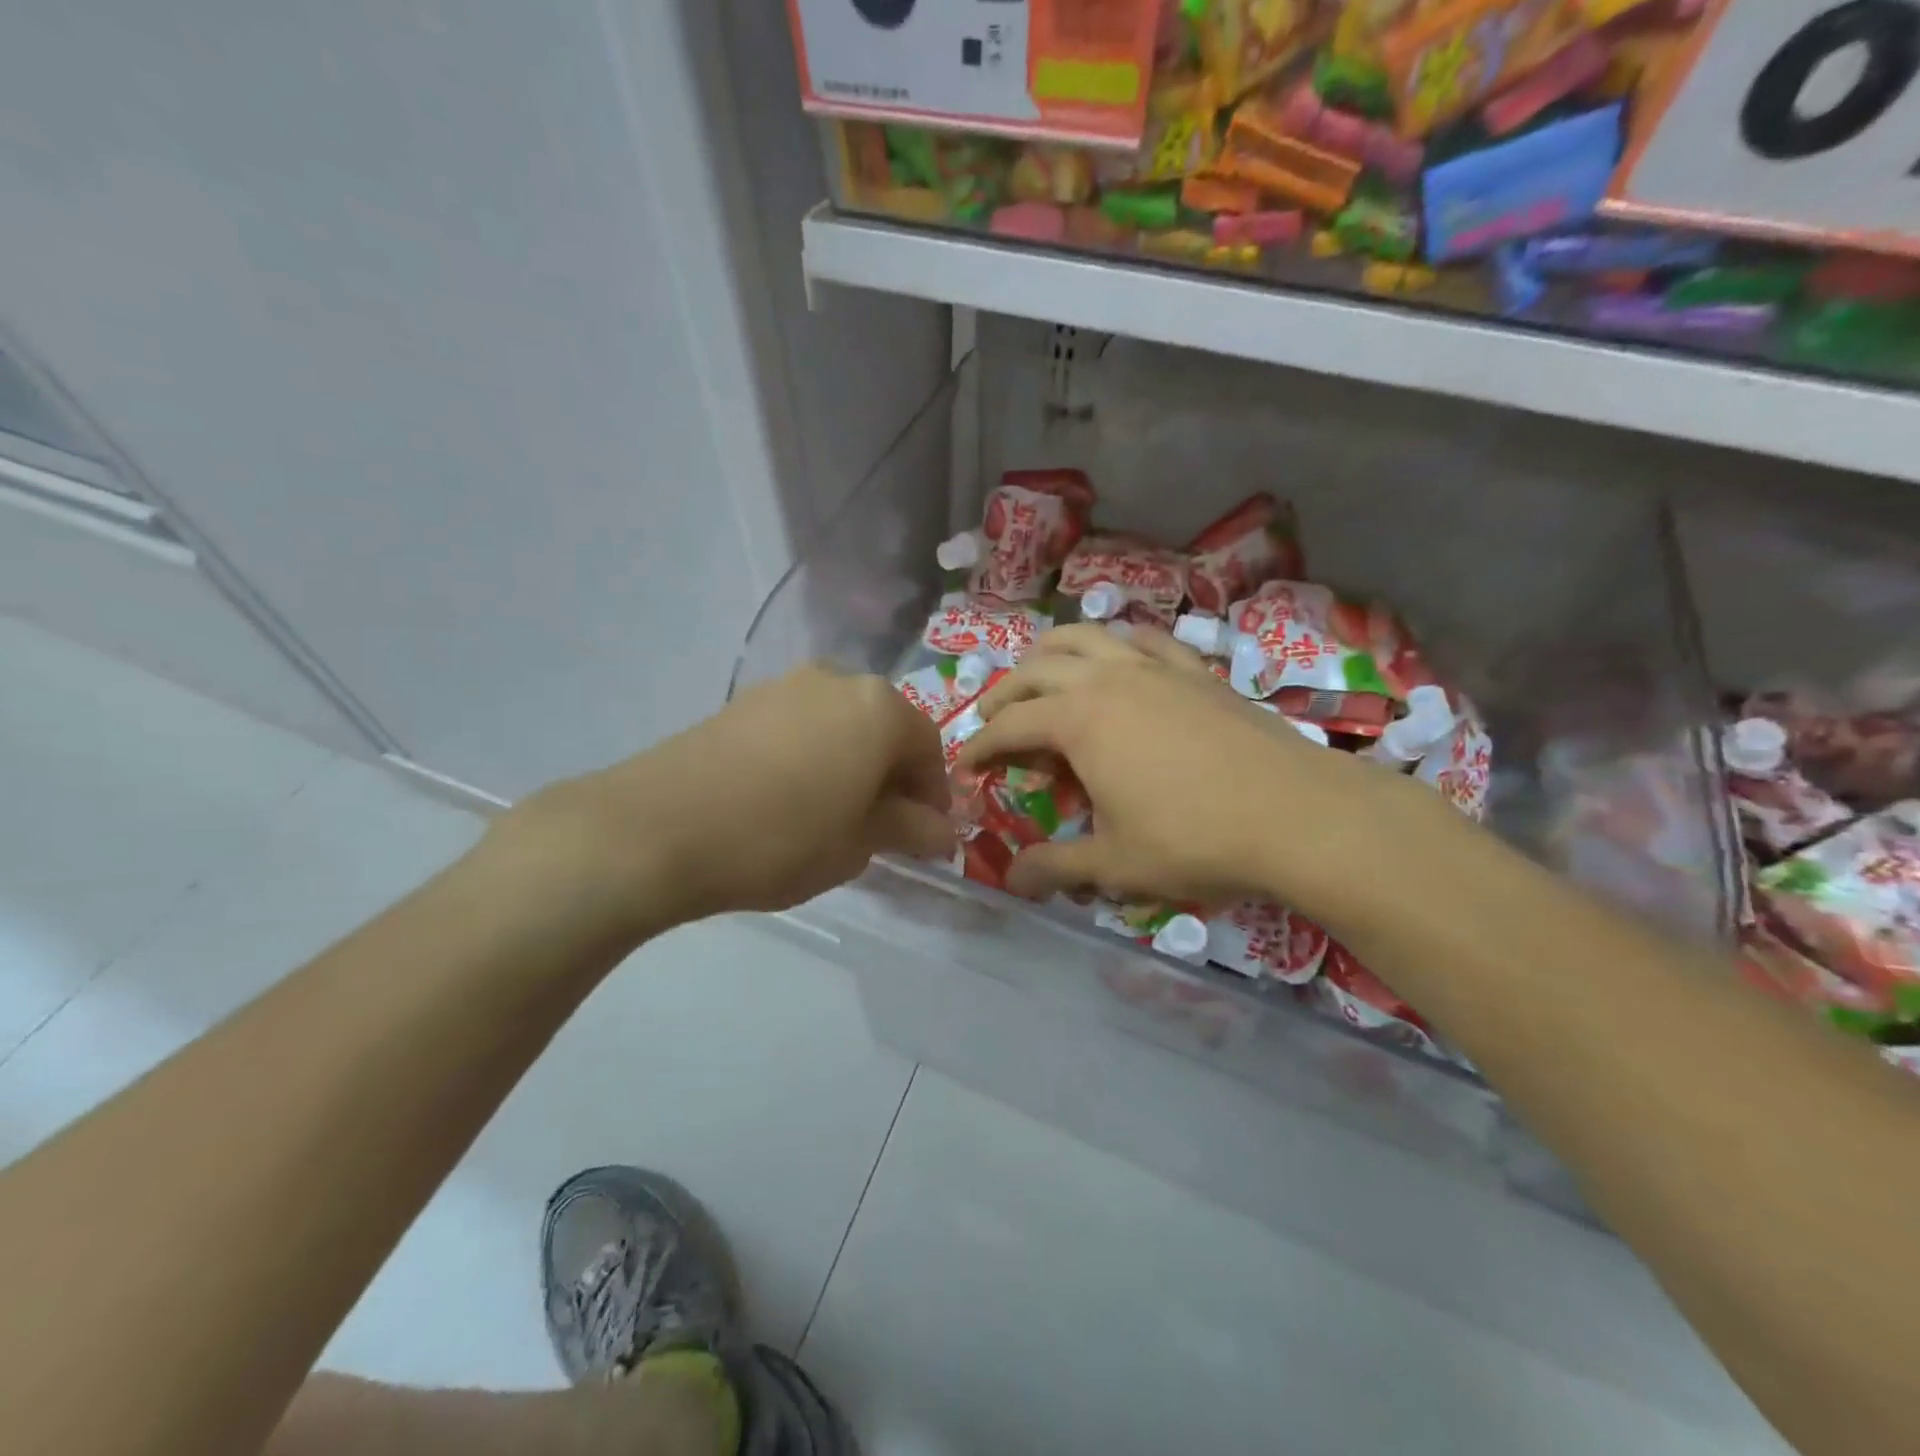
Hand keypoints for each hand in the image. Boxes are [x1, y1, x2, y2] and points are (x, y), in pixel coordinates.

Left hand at [493, 665, 953, 941]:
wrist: (657, 828)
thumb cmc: (781, 838)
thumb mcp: (857, 844)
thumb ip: (907, 829)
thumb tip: (943, 830)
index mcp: (879, 708)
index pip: (927, 748)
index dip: (933, 794)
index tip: (926, 835)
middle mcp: (838, 681)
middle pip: (884, 728)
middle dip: (892, 776)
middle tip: (882, 827)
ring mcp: (785, 686)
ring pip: (841, 725)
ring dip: (852, 764)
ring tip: (835, 815)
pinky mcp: (743, 702)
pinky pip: (800, 726)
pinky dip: (812, 756)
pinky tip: (791, 798)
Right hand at [957, 625, 1435, 923]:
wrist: (1296, 814)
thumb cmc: (1193, 839)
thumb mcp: (1113, 864)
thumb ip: (1055, 868)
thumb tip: (1010, 880)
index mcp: (1077, 720)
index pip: (1009, 726)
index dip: (980, 746)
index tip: (965, 767)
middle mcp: (1107, 678)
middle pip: (1036, 671)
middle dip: (1005, 695)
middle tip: (992, 722)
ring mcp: (1154, 668)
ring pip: (1086, 638)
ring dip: (1050, 654)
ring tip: (1040, 676)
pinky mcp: (1194, 671)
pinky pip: (1144, 640)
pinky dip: (1117, 645)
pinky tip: (1120, 661)